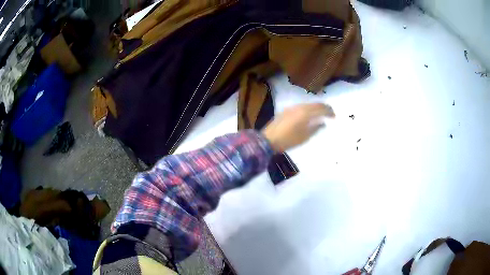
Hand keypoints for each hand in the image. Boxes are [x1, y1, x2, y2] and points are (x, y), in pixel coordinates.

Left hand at [261, 103, 334, 151]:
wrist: (268, 140)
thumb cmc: (288, 140)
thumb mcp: (304, 137)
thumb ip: (315, 128)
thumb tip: (323, 123)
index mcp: (305, 112)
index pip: (321, 108)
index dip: (329, 111)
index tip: (335, 116)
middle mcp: (299, 107)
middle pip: (314, 104)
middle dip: (323, 108)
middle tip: (330, 113)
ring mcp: (291, 108)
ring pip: (307, 105)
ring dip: (315, 108)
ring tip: (321, 114)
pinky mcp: (286, 111)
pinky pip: (300, 107)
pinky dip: (308, 109)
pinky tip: (308, 115)